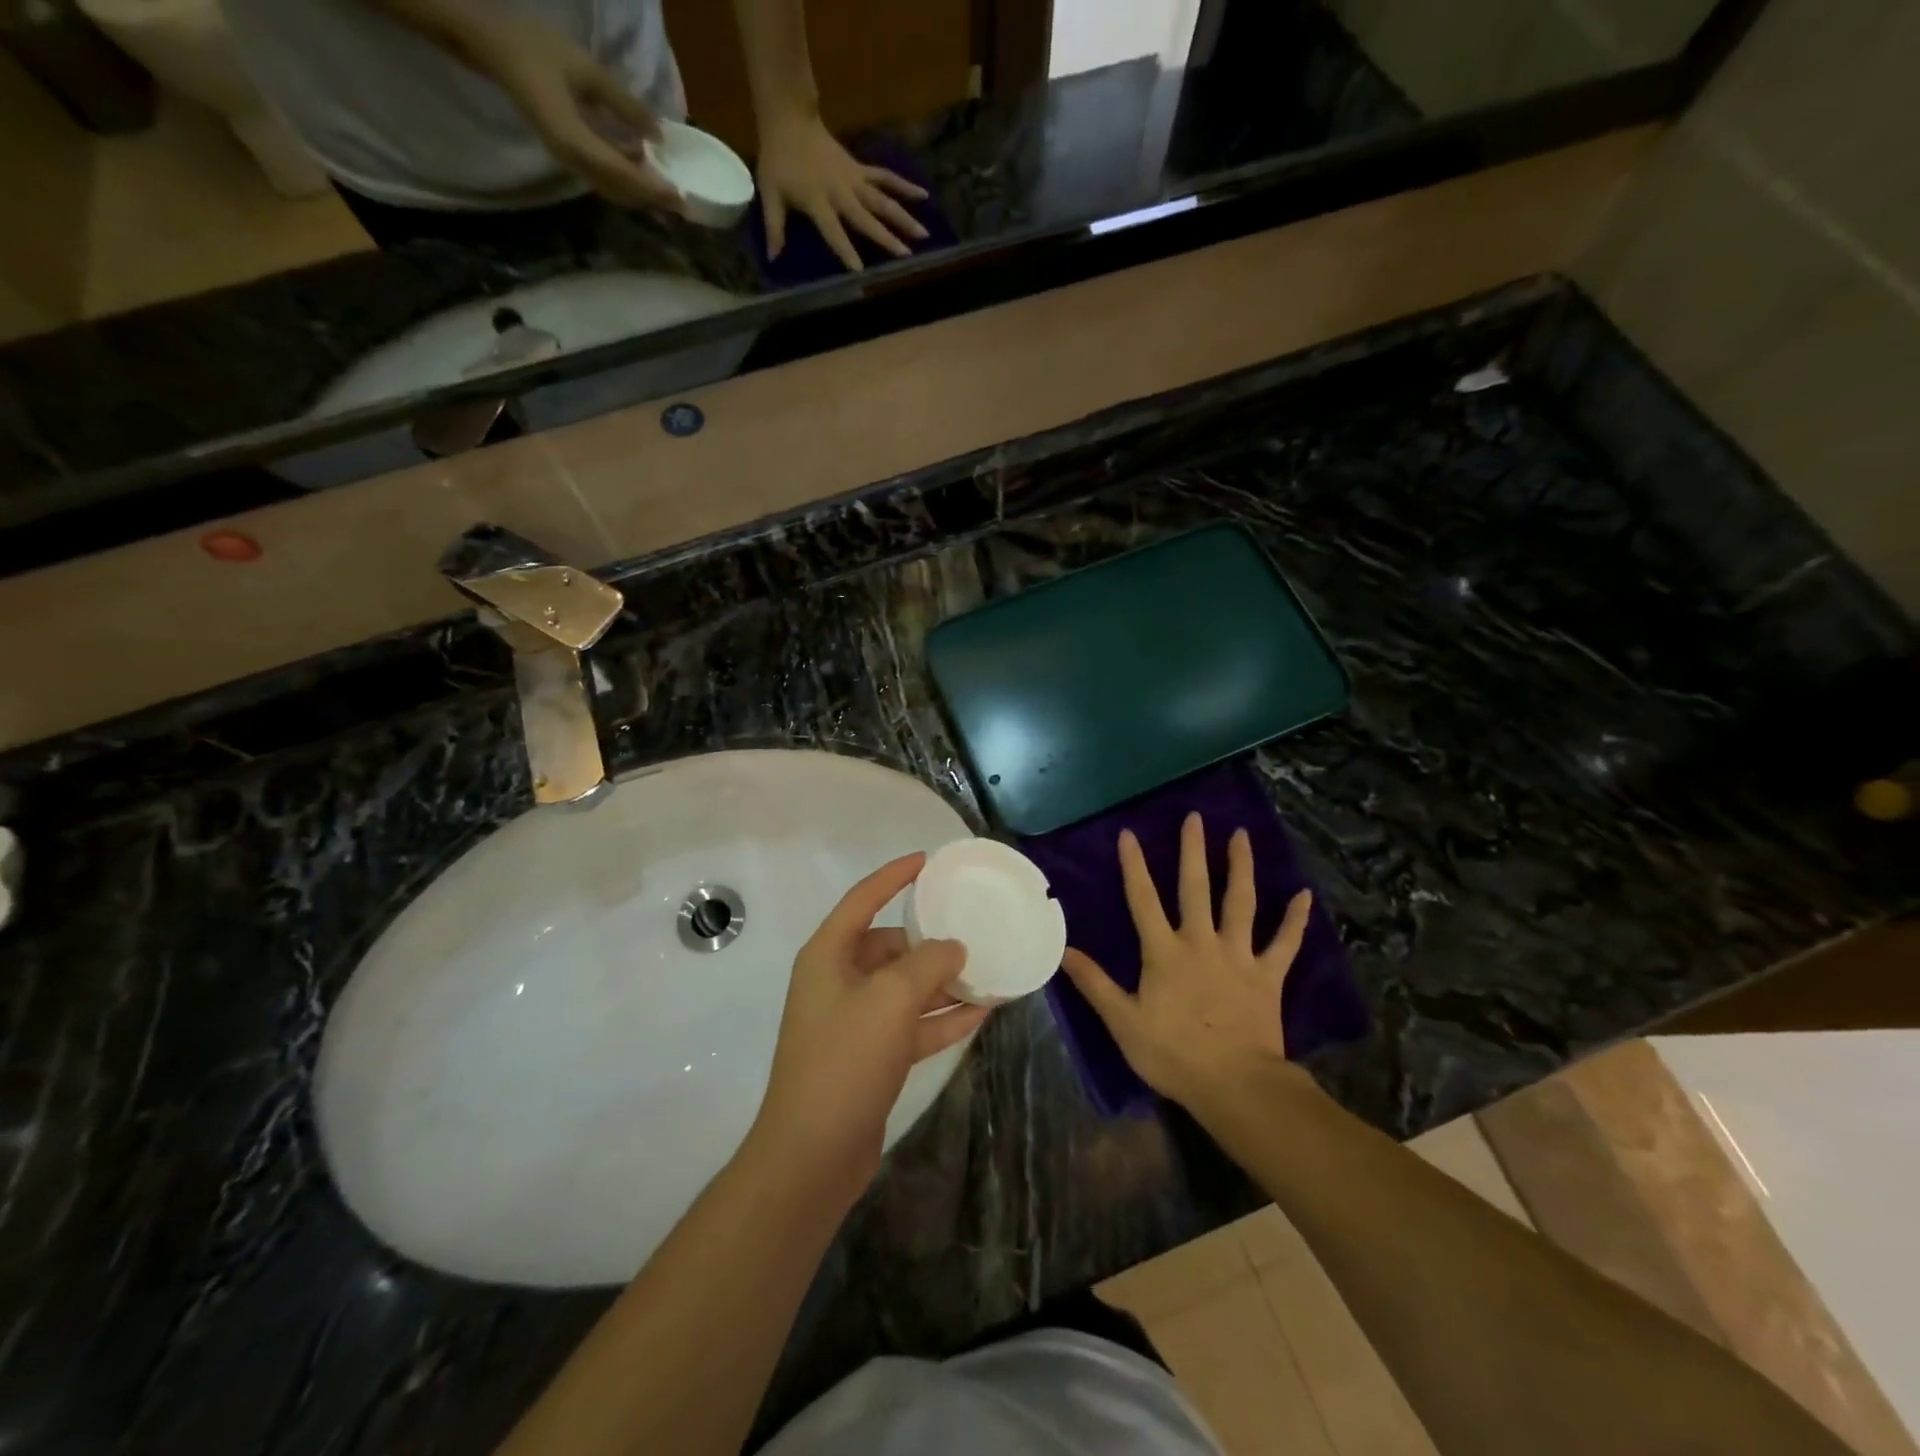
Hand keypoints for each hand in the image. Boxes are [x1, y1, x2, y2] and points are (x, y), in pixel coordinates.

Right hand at [461, 12, 683, 212]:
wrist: (492, 44)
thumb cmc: (536, 48)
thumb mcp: (587, 71)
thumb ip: (625, 105)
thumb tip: (658, 134)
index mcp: (575, 142)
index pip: (623, 176)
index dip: (653, 189)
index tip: (679, 198)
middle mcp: (573, 160)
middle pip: (620, 191)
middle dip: (651, 198)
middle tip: (681, 201)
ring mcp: (569, 159)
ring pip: (612, 188)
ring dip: (640, 191)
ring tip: (668, 186)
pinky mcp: (568, 153)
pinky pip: (602, 175)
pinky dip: (625, 176)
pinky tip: (642, 161)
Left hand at [752, 853, 988, 1189]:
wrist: (813, 1154)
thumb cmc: (845, 1059)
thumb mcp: (891, 998)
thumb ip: (927, 963)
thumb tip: (952, 948)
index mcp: (829, 955)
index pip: (863, 899)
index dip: (894, 876)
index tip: (927, 861)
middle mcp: (839, 981)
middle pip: (888, 946)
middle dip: (928, 939)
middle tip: (971, 929)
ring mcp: (855, 1021)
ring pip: (905, 987)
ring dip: (942, 981)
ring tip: (986, 969)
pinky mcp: (871, 1056)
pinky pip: (912, 1024)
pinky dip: (942, 1017)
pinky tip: (982, 1011)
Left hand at [755, 112, 929, 270]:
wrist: (789, 119)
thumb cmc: (778, 160)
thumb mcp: (769, 193)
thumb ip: (774, 227)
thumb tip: (773, 258)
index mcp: (818, 201)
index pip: (834, 231)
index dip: (846, 250)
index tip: (860, 270)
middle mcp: (841, 193)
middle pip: (867, 218)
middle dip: (886, 237)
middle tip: (907, 255)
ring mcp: (854, 180)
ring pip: (882, 201)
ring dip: (904, 217)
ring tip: (924, 234)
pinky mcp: (861, 169)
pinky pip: (885, 177)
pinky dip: (904, 185)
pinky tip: (923, 195)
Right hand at [1060, 814, 1313, 1110]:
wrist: (1235, 1085)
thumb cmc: (1173, 1054)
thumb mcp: (1122, 1021)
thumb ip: (1094, 983)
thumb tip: (1063, 950)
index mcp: (1164, 952)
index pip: (1143, 900)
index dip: (1134, 866)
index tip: (1129, 834)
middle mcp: (1201, 942)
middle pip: (1196, 888)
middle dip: (1193, 851)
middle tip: (1195, 817)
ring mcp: (1238, 956)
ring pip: (1240, 903)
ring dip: (1240, 867)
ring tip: (1241, 835)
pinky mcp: (1268, 976)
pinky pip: (1284, 943)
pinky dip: (1295, 920)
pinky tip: (1304, 896)